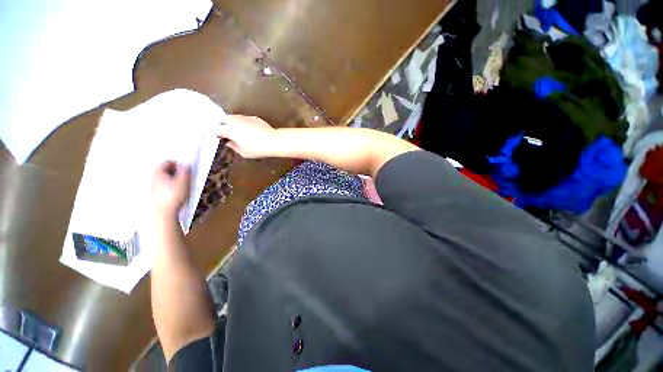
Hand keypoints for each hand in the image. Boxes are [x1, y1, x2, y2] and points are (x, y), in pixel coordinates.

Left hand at [151, 161, 190, 219]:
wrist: (164, 213)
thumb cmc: (174, 195)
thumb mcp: (183, 182)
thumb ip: (185, 172)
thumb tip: (186, 165)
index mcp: (158, 173)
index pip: (166, 162)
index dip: (176, 163)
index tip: (184, 168)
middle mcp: (153, 178)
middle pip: (162, 170)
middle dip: (173, 170)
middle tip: (183, 174)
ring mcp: (152, 187)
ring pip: (161, 178)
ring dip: (170, 178)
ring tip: (180, 183)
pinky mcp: (154, 195)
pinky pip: (161, 186)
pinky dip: (168, 185)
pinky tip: (174, 191)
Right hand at [217, 115, 275, 158]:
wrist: (273, 141)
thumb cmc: (258, 148)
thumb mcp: (243, 152)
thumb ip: (233, 147)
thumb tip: (230, 143)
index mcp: (230, 130)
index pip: (218, 130)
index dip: (218, 134)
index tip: (221, 138)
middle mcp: (235, 121)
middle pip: (224, 121)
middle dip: (225, 127)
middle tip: (229, 135)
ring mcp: (245, 118)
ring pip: (235, 118)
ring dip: (234, 124)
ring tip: (240, 133)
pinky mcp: (254, 118)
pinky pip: (245, 119)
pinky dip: (245, 124)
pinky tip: (250, 131)